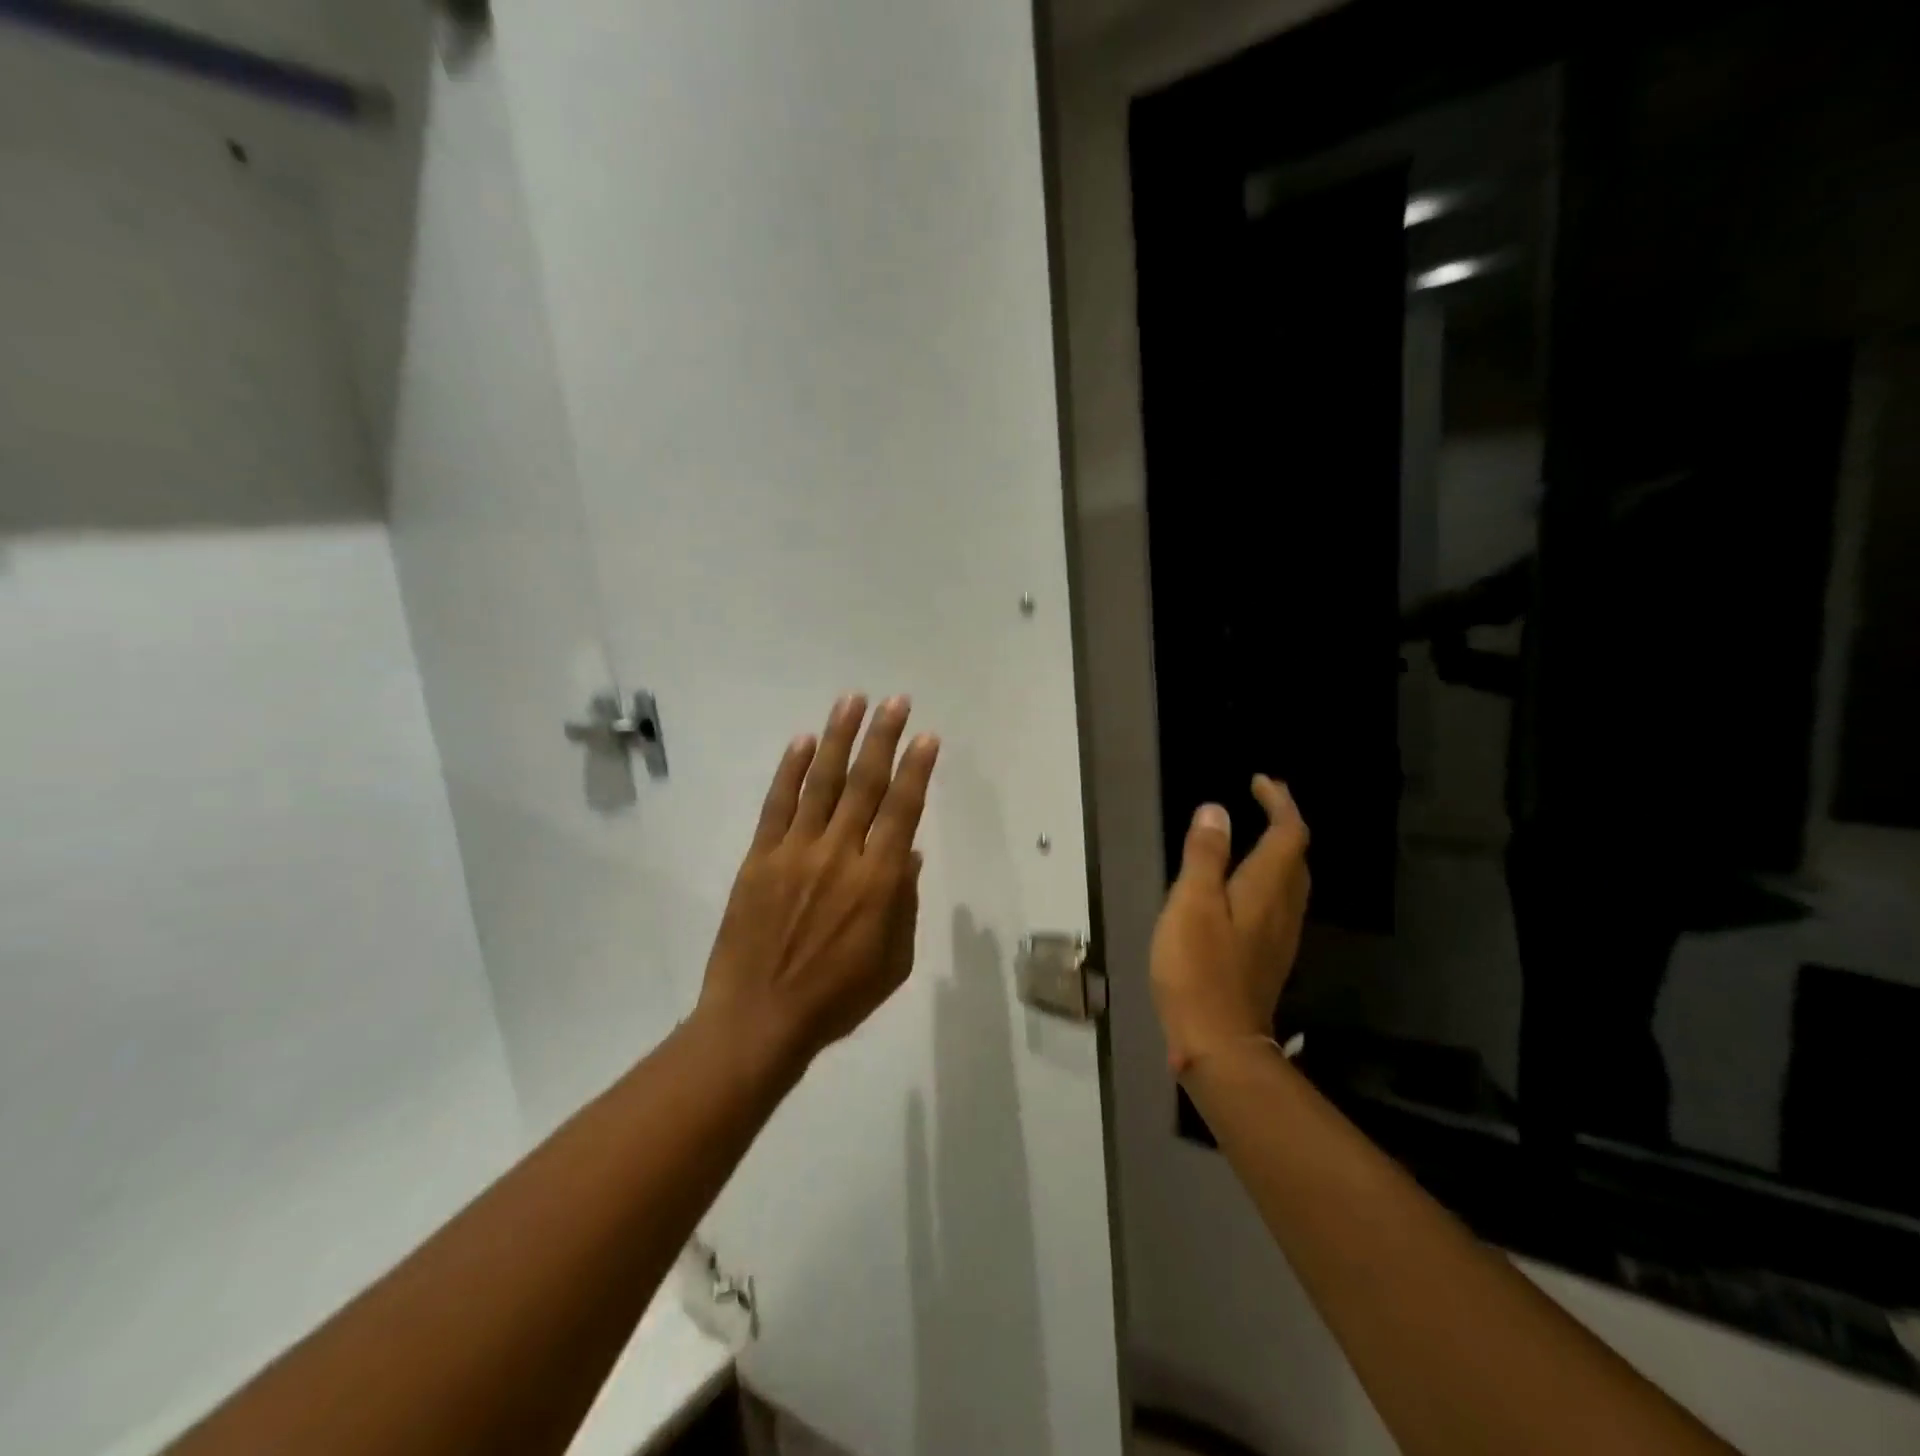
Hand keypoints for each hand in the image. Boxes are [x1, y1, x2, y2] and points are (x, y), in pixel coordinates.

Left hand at [697, 695, 939, 1071]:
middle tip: (896, 702)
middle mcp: (839, 855)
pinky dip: (790, 770)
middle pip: (865, 785)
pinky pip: (777, 804)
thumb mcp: (893, 963)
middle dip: (883, 738)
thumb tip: (908, 856)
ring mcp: (795, 852)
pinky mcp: (759, 857)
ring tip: (851, 701)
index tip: (927, 737)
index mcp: (877, 882)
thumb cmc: (835, 999)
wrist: (758, 1019)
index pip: (902, 811)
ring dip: (838, 738)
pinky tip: (802, 741)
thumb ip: (904, 905)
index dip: (917, 770)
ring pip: (821, 783)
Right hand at [1150, 777, 1310, 1076]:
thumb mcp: (1191, 904)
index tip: (1260, 781)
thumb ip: (1205, 856)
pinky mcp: (1266, 958)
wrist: (1219, 1043)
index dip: (1279, 803)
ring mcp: (1279, 938)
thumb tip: (1217, 810)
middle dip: (1284, 824)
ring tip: (1252, 838)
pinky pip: (1277, 905)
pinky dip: (1267, 881)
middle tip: (1261, 803)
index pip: (1289, 834)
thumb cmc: (1199, 969)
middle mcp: (1282, 909)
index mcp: (1266, 889)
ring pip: (1291, 883)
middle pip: (1297, 858)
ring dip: (1278, 853)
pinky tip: (1242, 890)